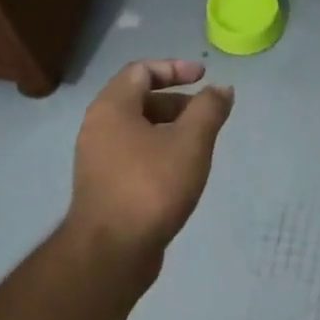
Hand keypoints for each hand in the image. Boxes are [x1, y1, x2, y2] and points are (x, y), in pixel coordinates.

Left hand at [68, 60, 233, 263]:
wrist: (112, 251)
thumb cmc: (151, 186)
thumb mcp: (190, 142)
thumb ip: (209, 110)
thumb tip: (222, 89)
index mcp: (111, 108)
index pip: (141, 71)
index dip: (175, 68)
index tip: (204, 77)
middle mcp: (97, 127)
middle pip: (138, 99)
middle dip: (177, 102)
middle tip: (206, 115)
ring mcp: (97, 159)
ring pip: (137, 130)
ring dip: (170, 129)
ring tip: (199, 145)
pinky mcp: (104, 186)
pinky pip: (134, 154)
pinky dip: (159, 151)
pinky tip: (181, 172)